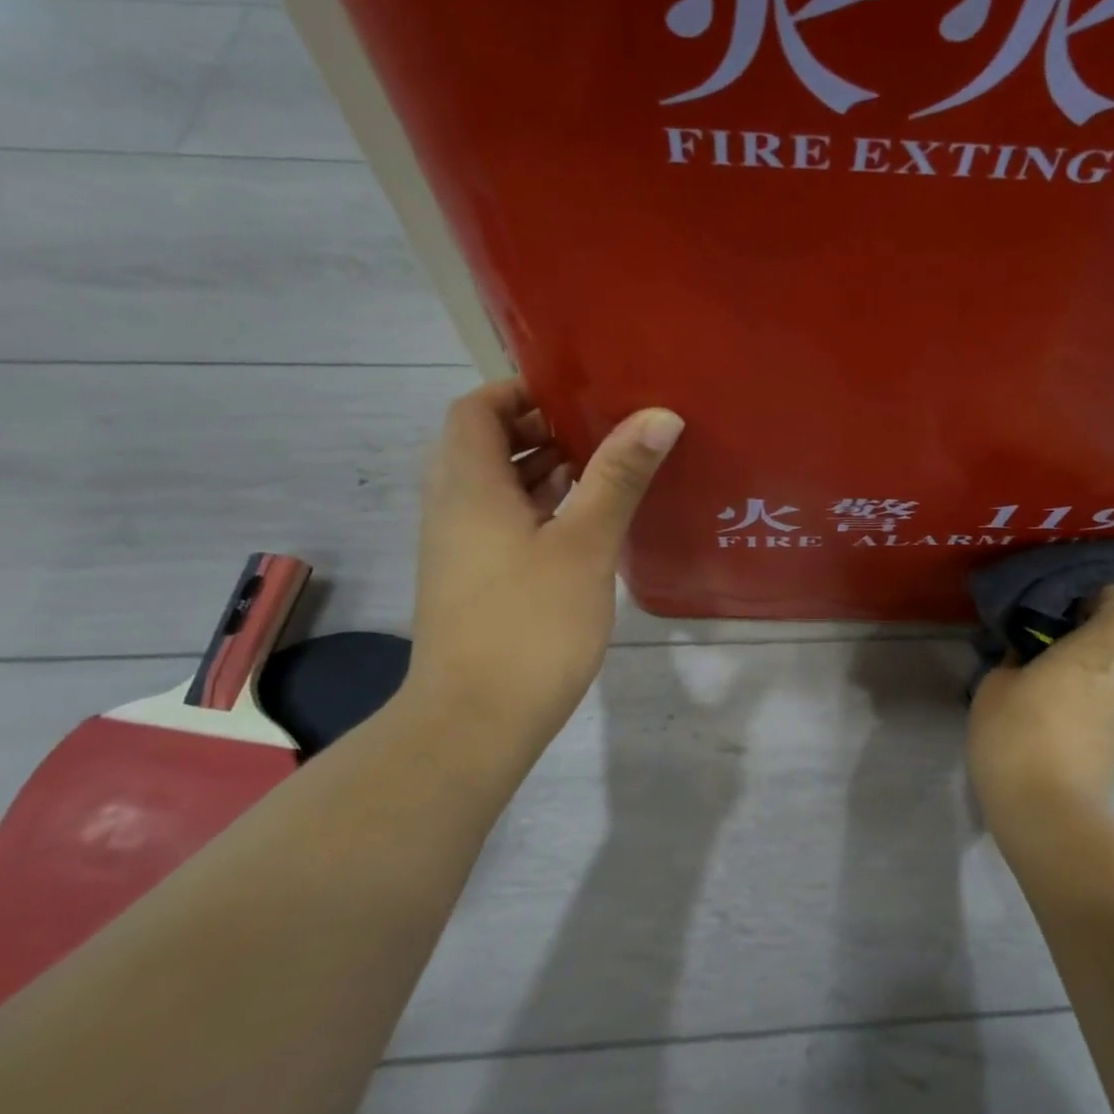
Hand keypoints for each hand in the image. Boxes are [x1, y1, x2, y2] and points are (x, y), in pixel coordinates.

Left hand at [401, 380, 682, 754]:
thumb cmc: (530, 623)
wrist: (474, 722)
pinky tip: (586, 520)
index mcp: (469, 486)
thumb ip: (619, 476)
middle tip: (601, 426)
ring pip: (496, 485)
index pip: (476, 409)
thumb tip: (659, 415)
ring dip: (541, 467)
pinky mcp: (474, 580)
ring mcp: (460, 547)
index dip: (519, 391)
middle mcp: (454, 508)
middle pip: (485, 443)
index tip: (575, 393)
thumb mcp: (584, 543)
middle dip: (540, 426)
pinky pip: (503, 520)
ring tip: (604, 465)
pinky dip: (539, 506)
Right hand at [967, 586, 1113, 830]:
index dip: (1107, 590)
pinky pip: (1109, 696)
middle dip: (1093, 624)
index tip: (1069, 597)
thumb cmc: (1018, 736)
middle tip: (1049, 631)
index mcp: (1097, 650)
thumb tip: (1029, 651)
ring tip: (1044, 668)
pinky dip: (1087, 690)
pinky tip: (1049, 706)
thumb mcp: (997, 684)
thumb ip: (1017, 656)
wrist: (1048, 816)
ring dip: (1090, 658)